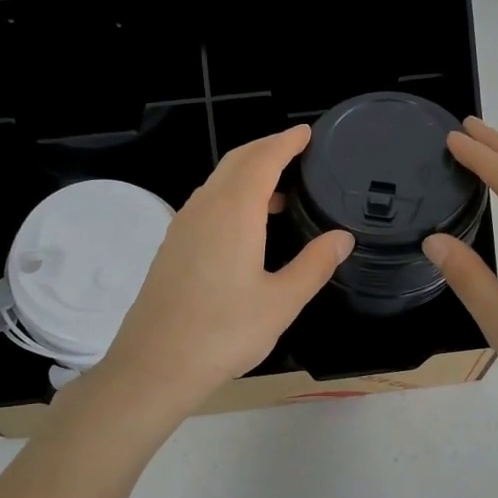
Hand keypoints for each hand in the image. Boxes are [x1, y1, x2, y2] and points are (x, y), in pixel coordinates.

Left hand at [92, 126, 353, 420]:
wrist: (155, 365)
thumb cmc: (223, 333)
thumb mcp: (281, 302)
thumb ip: (314, 265)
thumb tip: (342, 237)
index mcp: (234, 212)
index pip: (263, 159)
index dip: (286, 142)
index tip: (307, 132)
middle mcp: (204, 209)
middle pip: (236, 162)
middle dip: (267, 150)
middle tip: (297, 152)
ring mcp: (182, 227)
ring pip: (218, 183)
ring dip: (247, 174)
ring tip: (280, 191)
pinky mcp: (172, 247)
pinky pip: (206, 204)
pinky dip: (231, 196)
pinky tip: (247, 226)